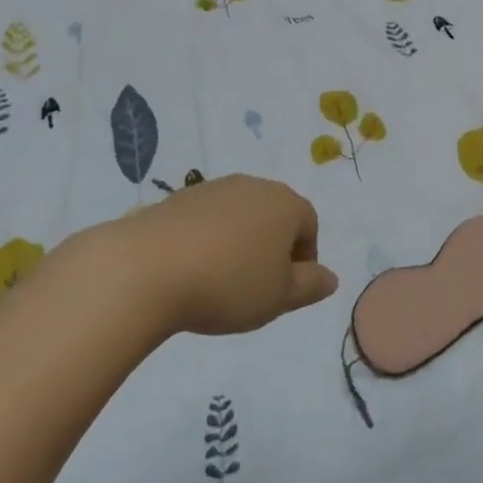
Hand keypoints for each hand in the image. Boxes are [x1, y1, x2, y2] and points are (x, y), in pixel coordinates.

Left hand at [104, 174, 338, 335]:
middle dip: (271, 248)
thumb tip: (331, 277)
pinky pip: (207, 219)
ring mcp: (214, 187)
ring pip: (240, 215)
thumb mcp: (278, 296)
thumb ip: (310, 286)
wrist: (150, 266)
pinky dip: (208, 240)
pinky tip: (192, 270)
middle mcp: (254, 185)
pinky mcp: (180, 197)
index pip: (309, 225)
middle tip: (257, 288)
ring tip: (221, 282)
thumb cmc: (229, 283)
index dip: (304, 259)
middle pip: (274, 215)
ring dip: (239, 243)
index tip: (286, 291)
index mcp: (285, 203)